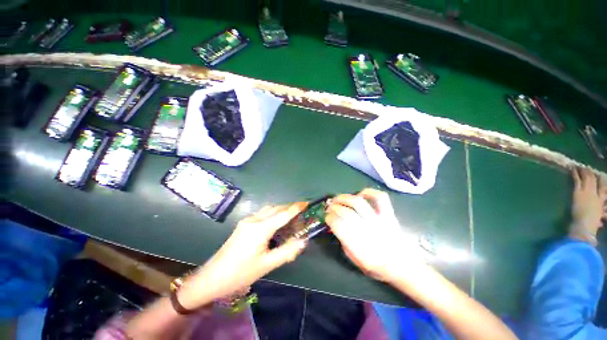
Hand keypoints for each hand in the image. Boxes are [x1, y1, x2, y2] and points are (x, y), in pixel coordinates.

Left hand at [178, 203, 307, 308]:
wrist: (212, 277)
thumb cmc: (240, 273)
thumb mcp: (267, 265)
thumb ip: (287, 251)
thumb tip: (303, 241)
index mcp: (261, 229)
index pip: (283, 214)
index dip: (295, 208)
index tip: (306, 203)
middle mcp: (254, 220)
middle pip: (276, 208)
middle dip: (289, 207)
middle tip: (301, 211)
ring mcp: (247, 220)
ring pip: (268, 209)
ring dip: (281, 209)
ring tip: (291, 215)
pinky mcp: (243, 224)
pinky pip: (262, 213)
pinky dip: (273, 213)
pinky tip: (276, 221)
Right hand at [326, 188, 419, 282]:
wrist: (403, 266)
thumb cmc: (377, 266)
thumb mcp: (356, 261)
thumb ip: (344, 243)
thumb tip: (336, 228)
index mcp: (357, 243)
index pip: (337, 224)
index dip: (329, 218)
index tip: (326, 217)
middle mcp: (366, 229)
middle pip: (345, 211)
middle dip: (333, 207)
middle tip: (329, 207)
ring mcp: (378, 219)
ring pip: (358, 202)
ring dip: (344, 197)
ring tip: (338, 198)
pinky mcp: (388, 214)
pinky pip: (380, 198)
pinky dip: (369, 192)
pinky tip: (360, 194)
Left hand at [570, 167, 606, 244]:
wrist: (584, 226)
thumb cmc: (590, 225)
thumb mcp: (597, 219)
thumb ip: (599, 217)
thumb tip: (600, 221)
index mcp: (601, 202)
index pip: (603, 189)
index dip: (601, 181)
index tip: (599, 176)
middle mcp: (596, 195)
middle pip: (594, 181)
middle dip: (591, 174)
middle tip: (587, 167)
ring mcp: (587, 192)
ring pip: (586, 178)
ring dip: (583, 171)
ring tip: (579, 165)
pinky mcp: (578, 192)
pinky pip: (577, 180)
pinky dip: (575, 173)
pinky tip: (572, 168)